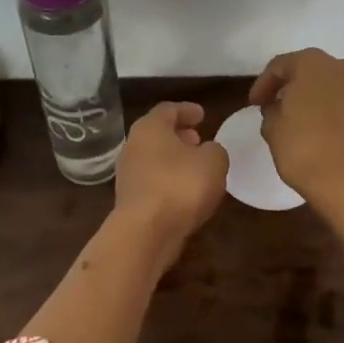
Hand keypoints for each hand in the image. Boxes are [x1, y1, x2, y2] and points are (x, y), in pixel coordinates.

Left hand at [111, 102, 228, 264]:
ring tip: (196, 167)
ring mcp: (128, 175)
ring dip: (174, 160)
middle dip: (179, 135)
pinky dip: (169, 181)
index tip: (202, 114)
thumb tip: (208, 152)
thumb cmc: (180, 185)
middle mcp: (133, 146)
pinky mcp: (131, 201)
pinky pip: (153, 182)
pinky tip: (186, 192)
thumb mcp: (214, 161)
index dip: (187, 110)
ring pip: (154, 159)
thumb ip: (215, 150)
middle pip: (157, 134)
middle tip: (199, 139)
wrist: (146, 233)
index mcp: (150, 127)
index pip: (168, 109)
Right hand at [247, 49, 343, 215]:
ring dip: (311, 97)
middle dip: (289, 86)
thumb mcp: (272, 128)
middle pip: (308, 70)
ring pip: (328, 85)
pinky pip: (343, 102)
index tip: (253, 104)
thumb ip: (271, 110)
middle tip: (272, 106)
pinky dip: (329, 109)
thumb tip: (278, 107)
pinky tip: (317, 128)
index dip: (262, 84)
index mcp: (313, 62)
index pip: (279, 66)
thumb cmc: (305, 149)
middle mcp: (342, 66)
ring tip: (295, 118)